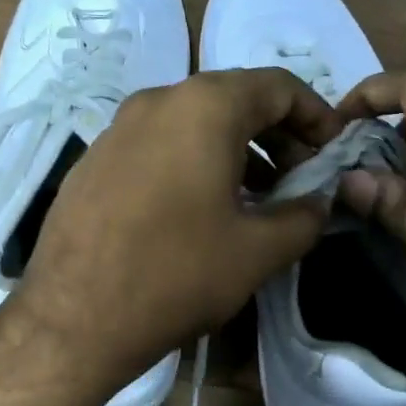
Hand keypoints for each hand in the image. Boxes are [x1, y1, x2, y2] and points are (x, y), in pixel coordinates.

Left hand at [11, 68, 340, 388]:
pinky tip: (200, 211)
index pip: (278, 86)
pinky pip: (158, 146)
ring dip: (236, 152)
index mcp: (204, 107)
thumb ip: (304, 217)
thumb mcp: (258, 250)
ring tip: (257, 199)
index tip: (333, 152)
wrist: (73, 319)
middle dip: (277, 135)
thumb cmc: (177, 274)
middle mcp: (157, 101)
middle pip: (234, 100)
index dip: (316, 115)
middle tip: (299, 179)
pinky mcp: (93, 161)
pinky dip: (193, 163)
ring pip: (193, 124)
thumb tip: (319, 203)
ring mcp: (117, 129)